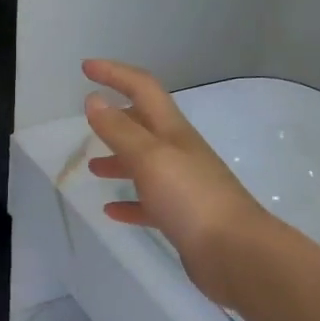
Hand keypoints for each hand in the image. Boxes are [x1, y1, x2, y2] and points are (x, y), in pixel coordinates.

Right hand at [83, 60, 271, 307]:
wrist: (234, 252)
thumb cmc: (190, 198)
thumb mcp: (150, 158)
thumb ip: (119, 131)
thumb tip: (94, 100)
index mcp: (173, 132)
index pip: (143, 89)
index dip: (115, 74)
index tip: (86, 68)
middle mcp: (179, 153)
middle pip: (144, 126)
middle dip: (116, 119)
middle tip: (89, 121)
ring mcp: (183, 186)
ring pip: (145, 165)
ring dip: (119, 161)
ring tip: (92, 168)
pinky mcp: (182, 218)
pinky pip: (149, 204)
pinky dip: (130, 203)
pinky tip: (112, 210)